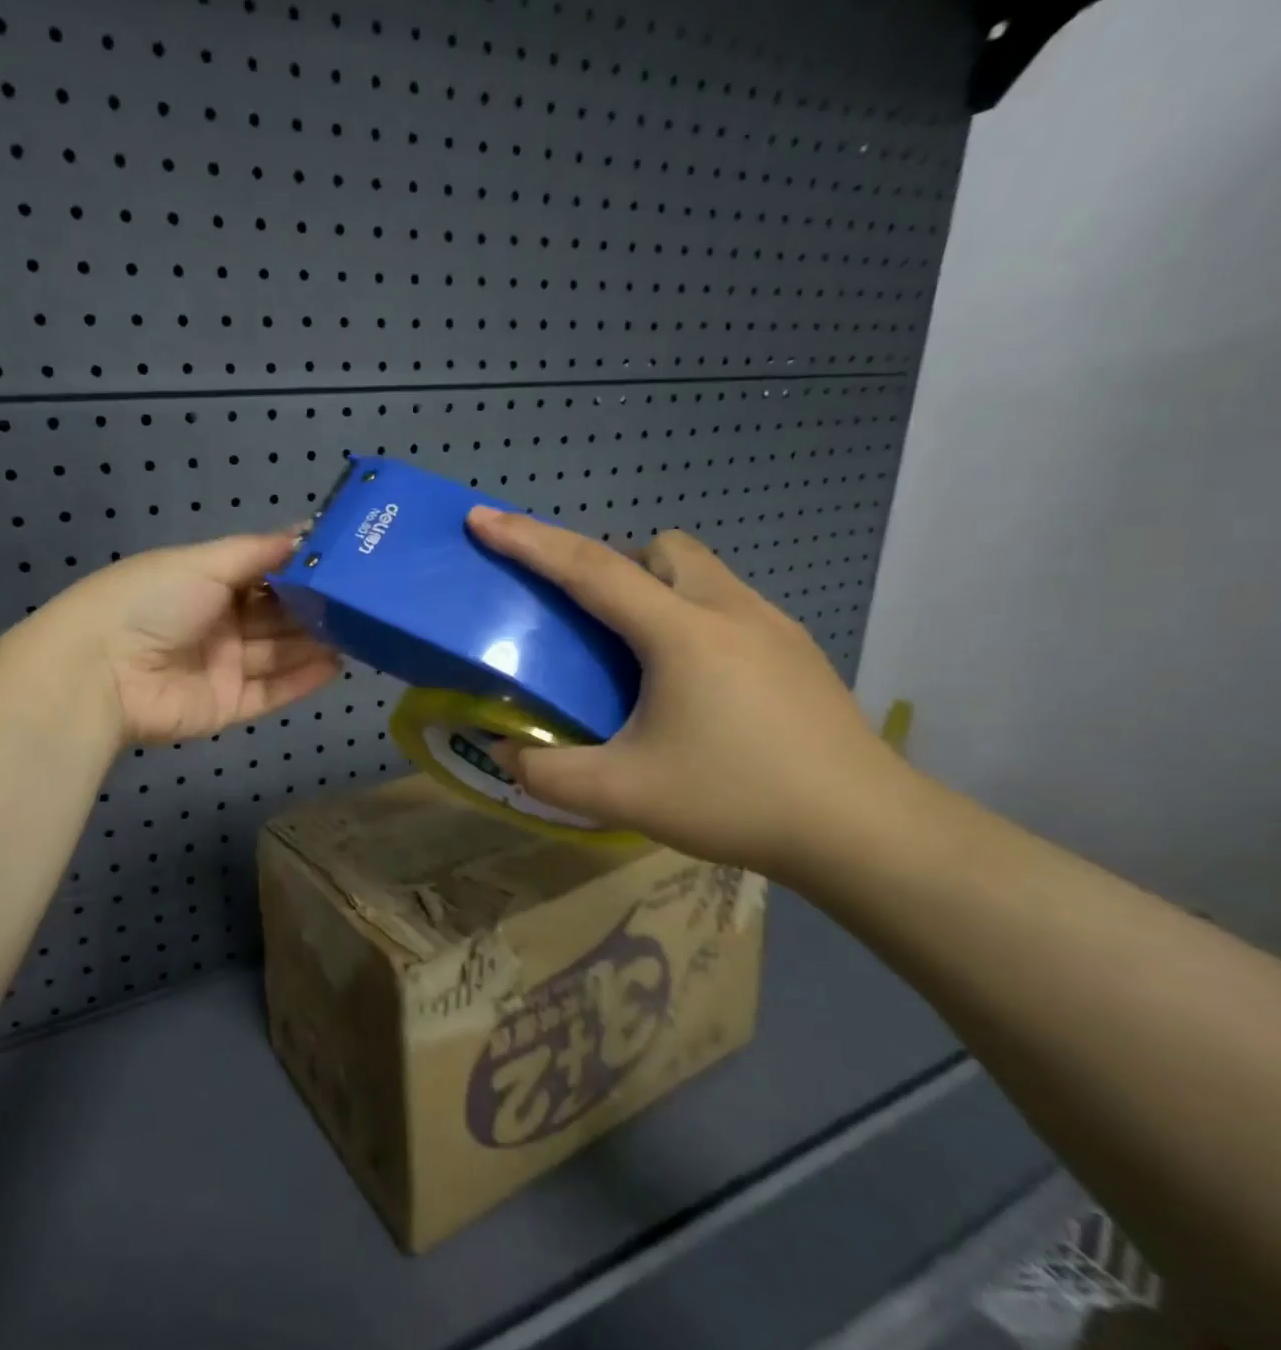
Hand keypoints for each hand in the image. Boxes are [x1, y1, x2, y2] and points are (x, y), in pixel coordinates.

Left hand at [30, 531, 339, 745]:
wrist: (101, 671)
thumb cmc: (151, 601)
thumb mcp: (203, 563)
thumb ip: (258, 553)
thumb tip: (305, 531)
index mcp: (206, 584)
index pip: (263, 576)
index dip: (299, 571)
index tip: (344, 562)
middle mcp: (217, 625)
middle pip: (275, 617)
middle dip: (313, 610)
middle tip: (362, 602)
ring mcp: (222, 668)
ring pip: (278, 655)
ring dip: (314, 645)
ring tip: (359, 632)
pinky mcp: (226, 707)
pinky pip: (271, 693)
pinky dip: (302, 681)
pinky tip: (336, 666)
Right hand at [467, 510, 913, 881]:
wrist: (866, 831)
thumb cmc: (737, 800)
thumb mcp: (623, 795)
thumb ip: (547, 773)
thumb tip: (502, 752)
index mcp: (680, 632)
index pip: (589, 568)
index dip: (528, 540)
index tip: (482, 518)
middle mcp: (728, 610)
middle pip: (659, 549)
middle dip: (612, 564)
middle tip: (589, 621)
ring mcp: (774, 627)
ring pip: (700, 573)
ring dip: (655, 589)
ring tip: (637, 655)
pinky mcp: (797, 652)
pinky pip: (728, 605)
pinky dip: (690, 619)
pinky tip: (692, 686)